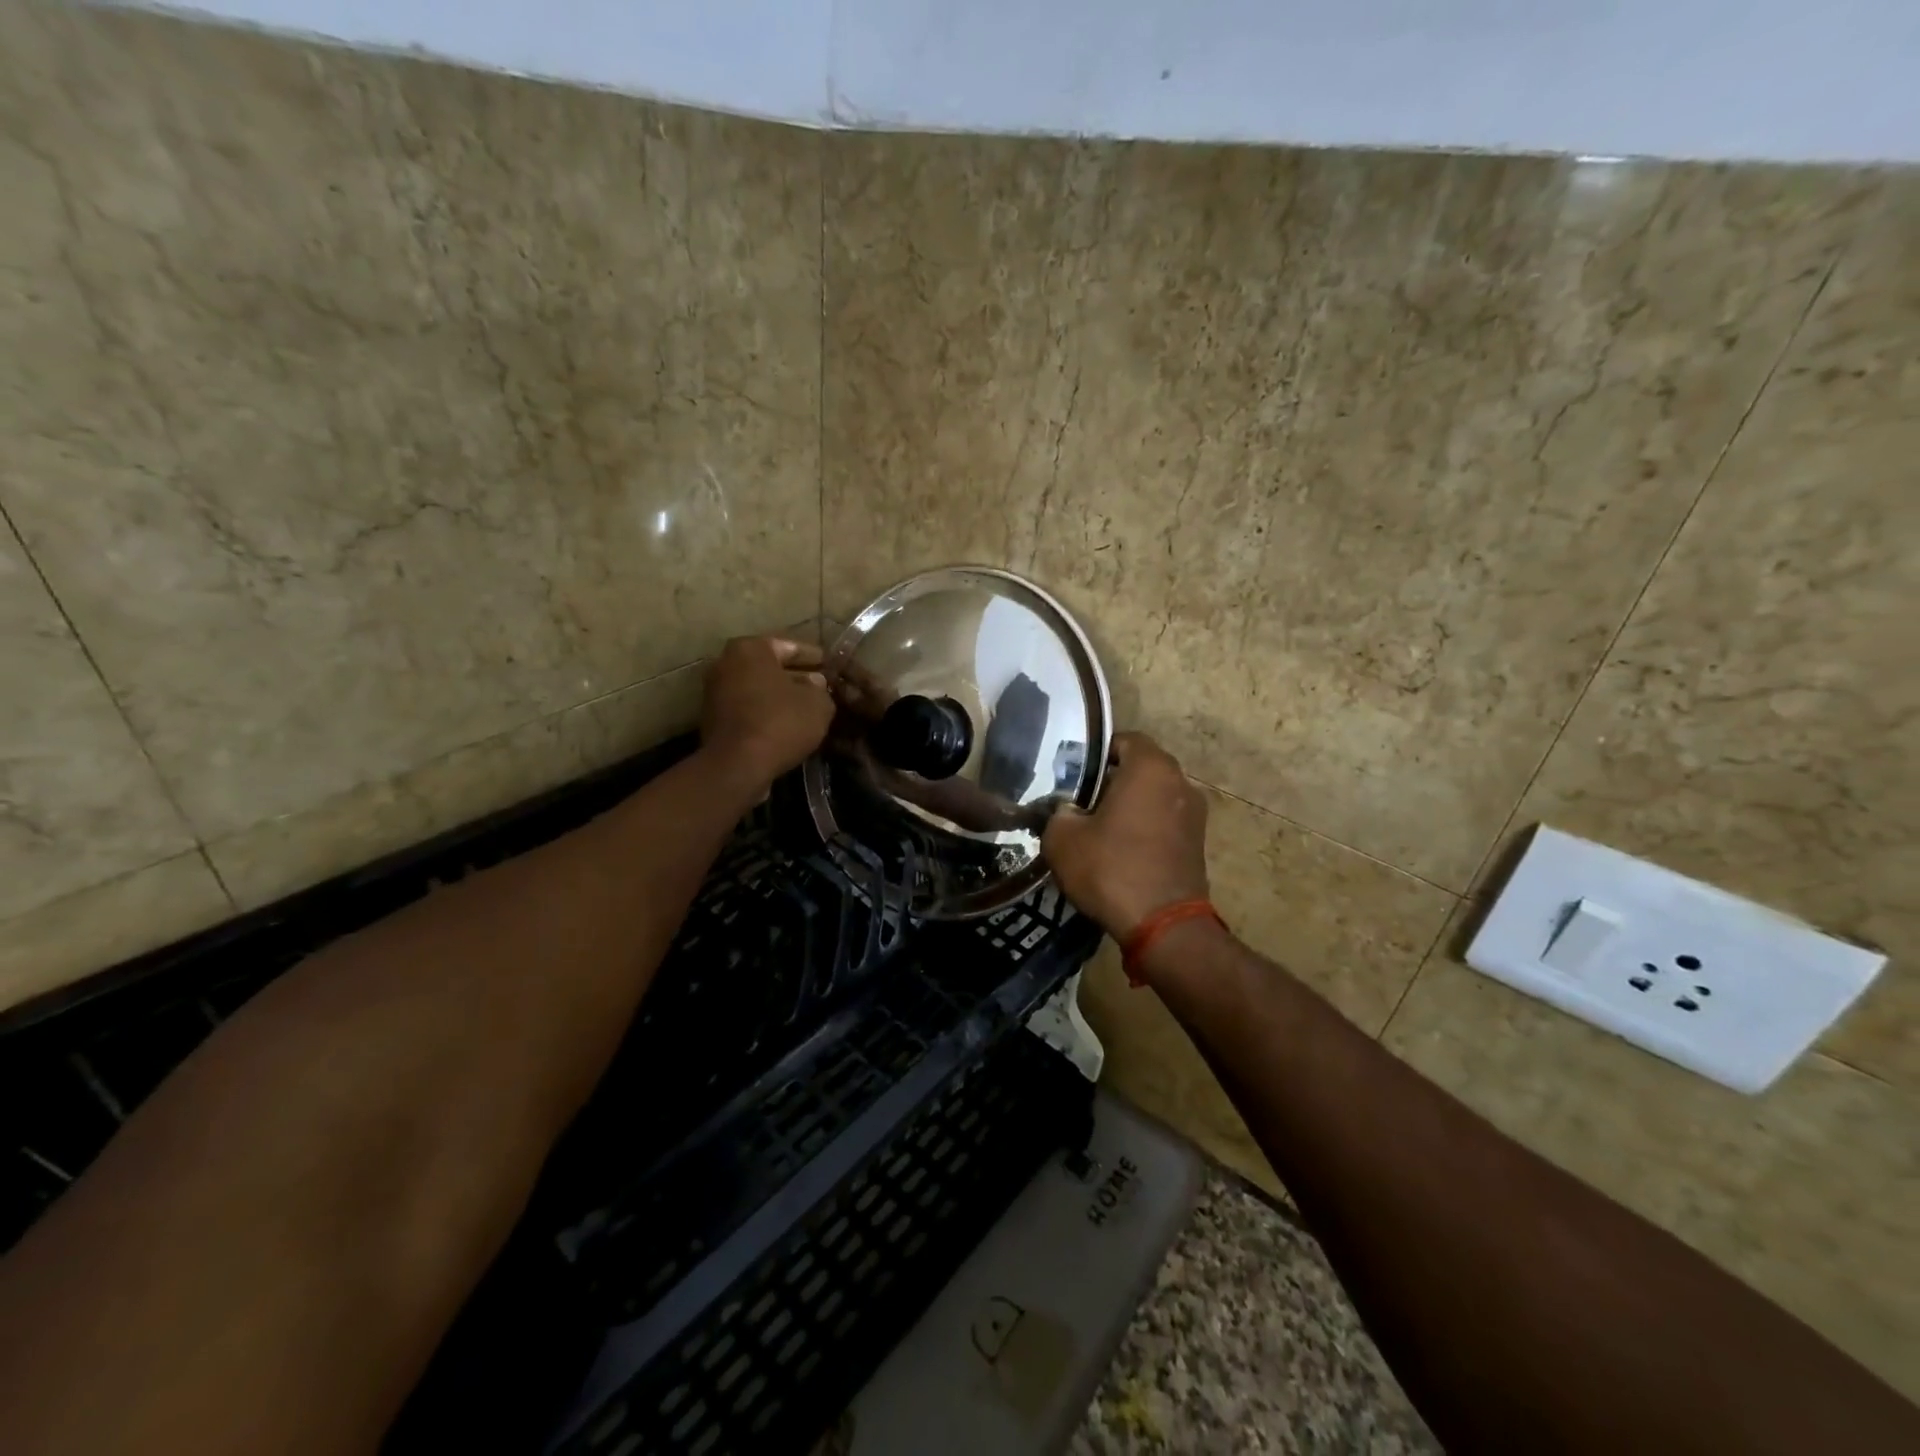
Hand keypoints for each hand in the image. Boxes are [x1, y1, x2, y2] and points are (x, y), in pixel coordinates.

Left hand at [700, 636, 835, 792]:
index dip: (815, 657)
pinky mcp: (712, 719)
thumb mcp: (818, 704)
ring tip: (806, 708)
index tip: (831, 666)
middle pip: (770, 667)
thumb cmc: (781, 722)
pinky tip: (787, 726)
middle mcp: (725, 663)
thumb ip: (821, 689)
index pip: (790, 646)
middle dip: (795, 676)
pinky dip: (765, 713)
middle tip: (821, 687)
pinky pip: (747, 708)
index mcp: (750, 649)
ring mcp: (714, 691)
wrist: (737, 765)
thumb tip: (815, 683)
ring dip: (780, 696)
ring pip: (757, 688)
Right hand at [1042, 732, 1209, 939]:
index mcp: (1151, 768)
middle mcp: (1180, 782)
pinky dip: (1144, 828)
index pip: (1123, 740)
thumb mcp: (1062, 838)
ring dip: (1129, 806)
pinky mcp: (1198, 843)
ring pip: (1153, 796)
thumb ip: (1059, 812)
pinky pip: (1164, 822)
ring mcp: (1194, 814)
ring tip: (1098, 828)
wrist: (1163, 926)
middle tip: (1080, 800)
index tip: (1073, 773)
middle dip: (1111, 780)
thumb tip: (1066, 810)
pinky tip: (1120, 850)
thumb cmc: (1111, 869)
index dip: (1096, 753)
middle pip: (1140, 768)